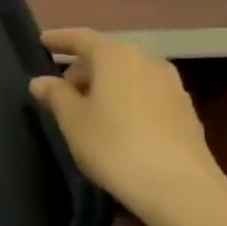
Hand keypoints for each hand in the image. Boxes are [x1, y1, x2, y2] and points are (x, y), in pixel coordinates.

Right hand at [28, 28, 224, 219]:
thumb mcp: (72, 121)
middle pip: (107, 56)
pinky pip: (145, 94)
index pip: (81, 38)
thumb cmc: (113, 145)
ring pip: (128, 76)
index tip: (41, 42)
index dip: (59, 39)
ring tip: (87, 111)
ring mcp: (171, 85)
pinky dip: (125, 100)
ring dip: (105, 86)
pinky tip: (116, 125)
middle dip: (82, 69)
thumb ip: (55, 95)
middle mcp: (147, 61)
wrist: (178, 187)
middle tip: (60, 91)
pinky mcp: (185, 110)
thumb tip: (41, 81)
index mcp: (116, 56)